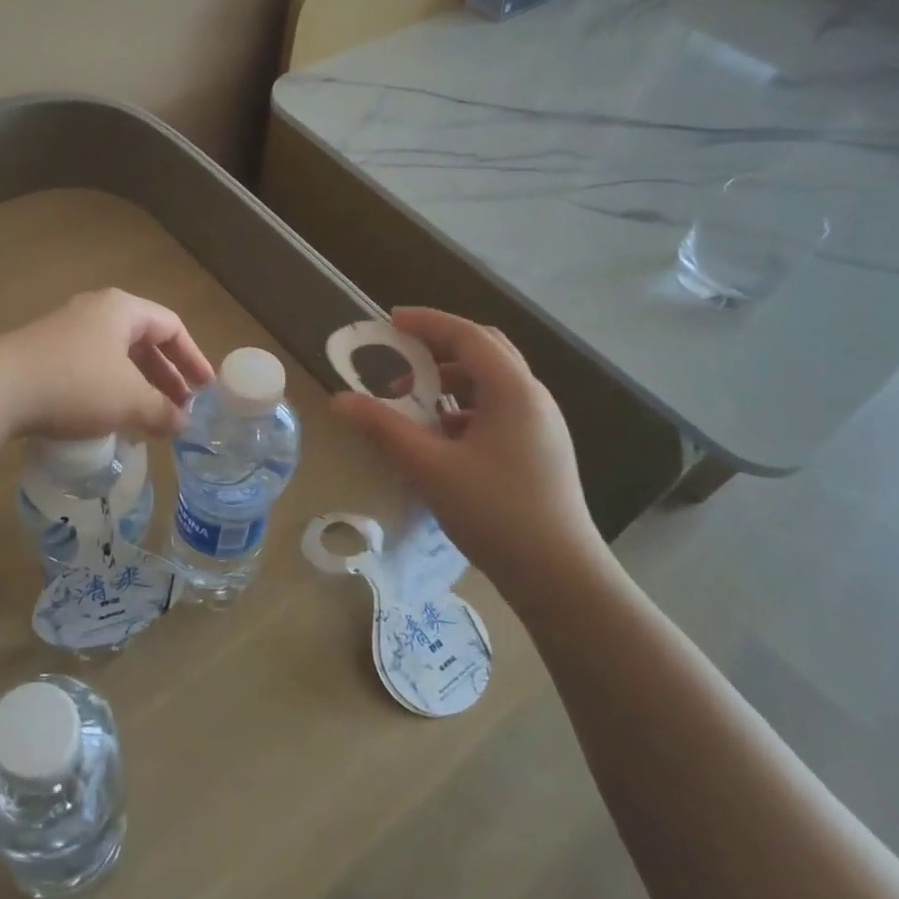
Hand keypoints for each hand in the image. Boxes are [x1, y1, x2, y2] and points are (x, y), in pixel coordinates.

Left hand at [0, 289, 215, 440]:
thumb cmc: (76, 385)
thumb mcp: (129, 401)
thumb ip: (163, 412)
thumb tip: (183, 424)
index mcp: (122, 309)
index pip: (171, 327)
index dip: (193, 358)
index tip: (205, 389)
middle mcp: (95, 311)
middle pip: (143, 341)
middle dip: (166, 377)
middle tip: (180, 409)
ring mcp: (66, 330)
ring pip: (116, 357)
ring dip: (138, 387)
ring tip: (149, 419)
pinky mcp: (44, 353)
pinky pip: (91, 368)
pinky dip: (110, 391)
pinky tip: (110, 419)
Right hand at [332, 308, 611, 608]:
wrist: (560, 576)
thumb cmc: (495, 513)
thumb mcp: (430, 468)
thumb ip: (383, 428)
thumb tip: (339, 399)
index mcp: (513, 391)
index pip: (467, 335)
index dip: (427, 322)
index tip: (389, 322)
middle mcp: (532, 397)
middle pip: (484, 351)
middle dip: (438, 348)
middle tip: (399, 356)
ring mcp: (540, 425)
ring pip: (490, 383)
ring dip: (449, 381)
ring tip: (412, 404)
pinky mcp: (538, 449)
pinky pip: (497, 409)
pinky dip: (463, 408)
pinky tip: (439, 438)